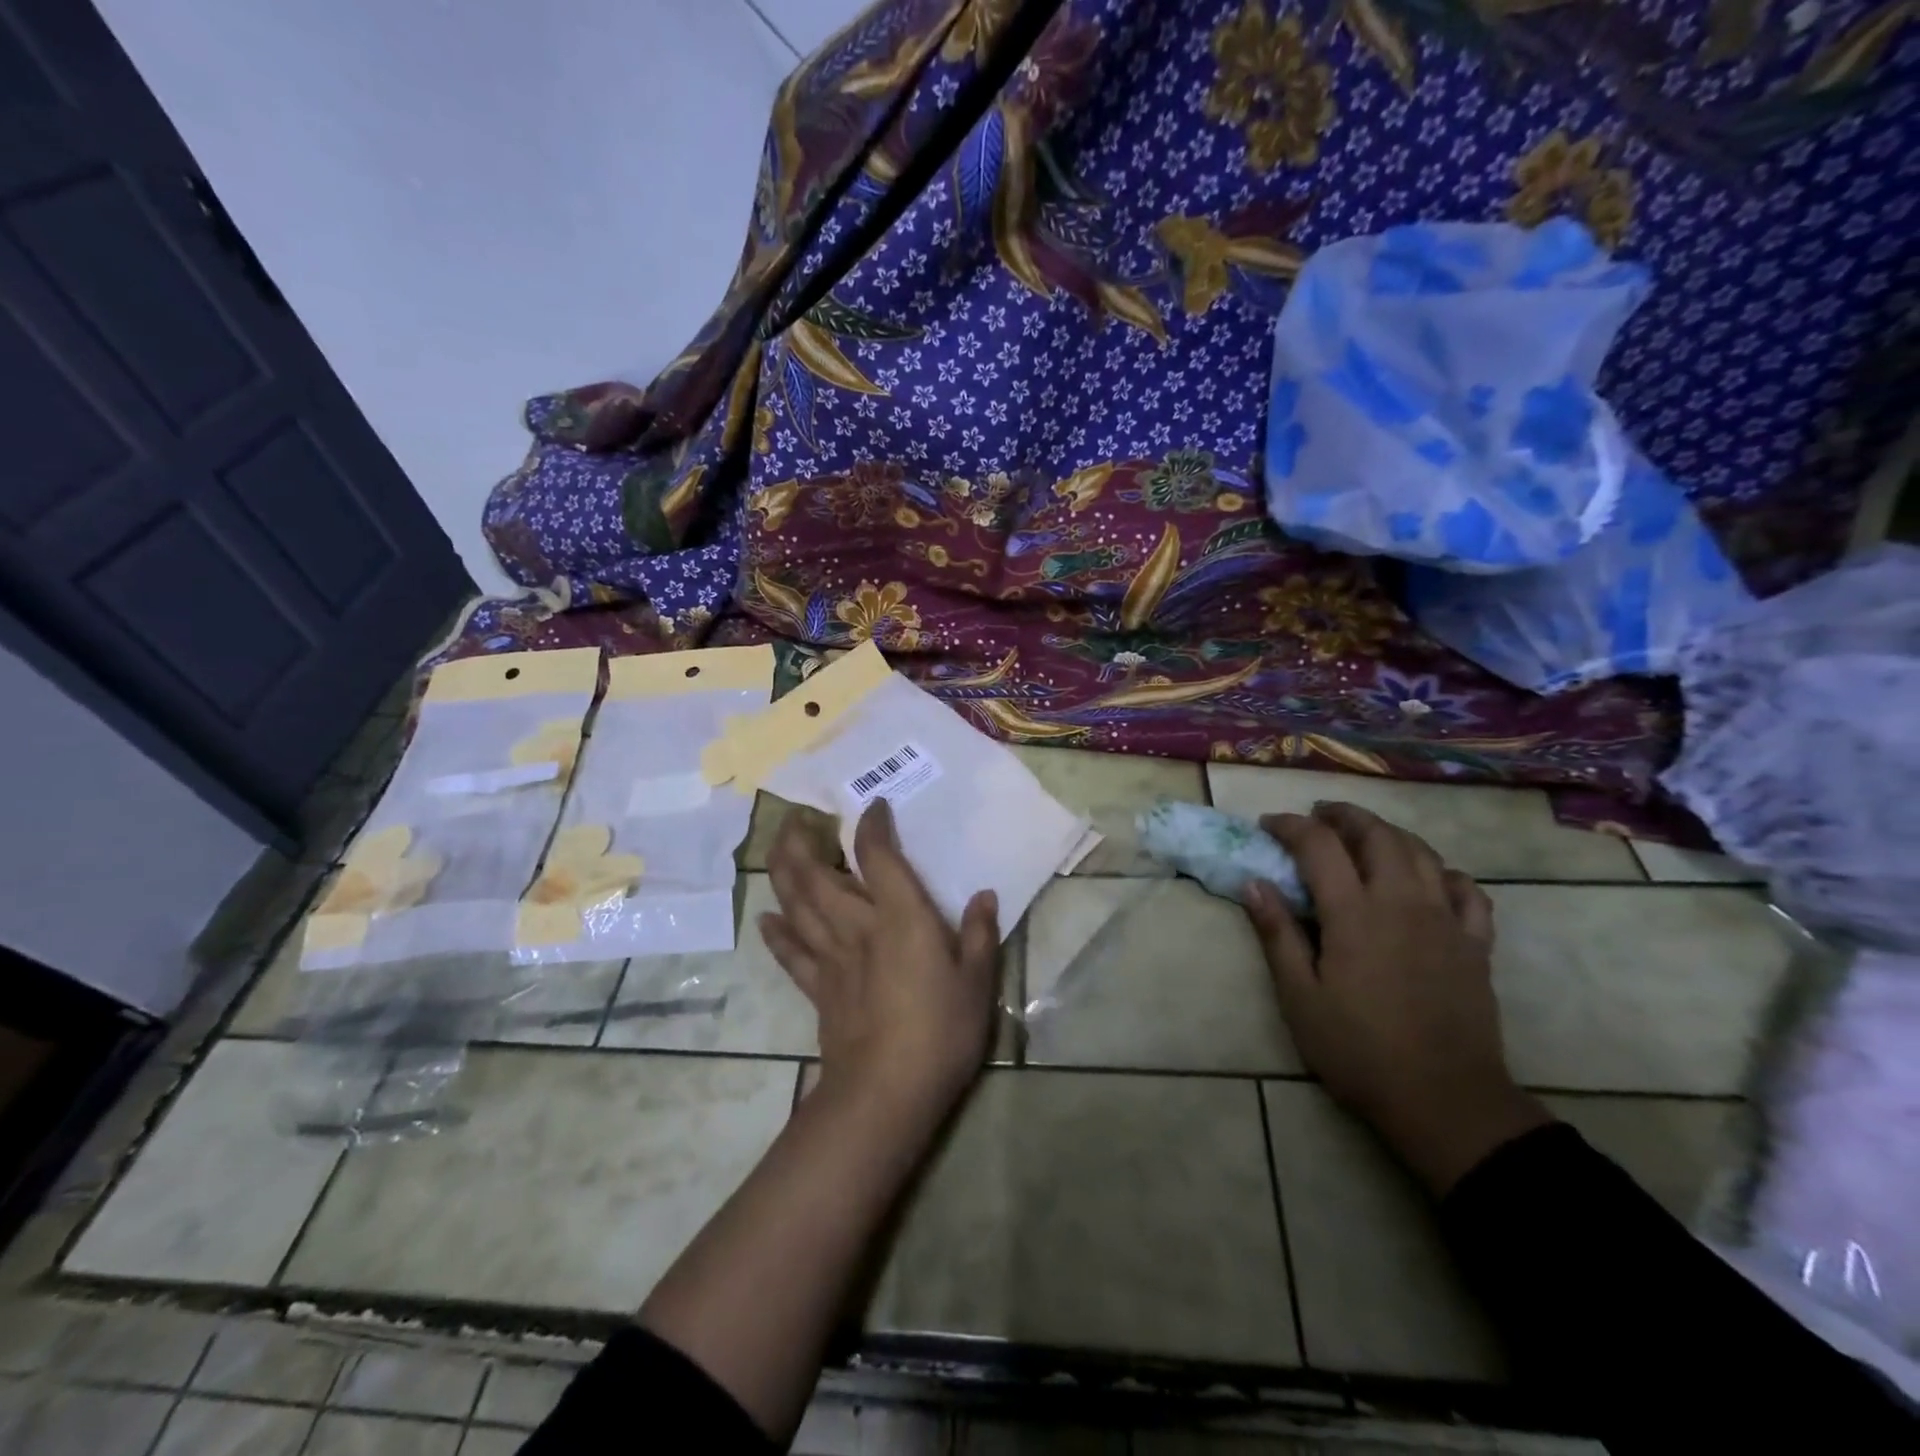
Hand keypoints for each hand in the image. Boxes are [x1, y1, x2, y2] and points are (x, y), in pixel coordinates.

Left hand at [761, 798, 1000, 1121]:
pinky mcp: (818, 988)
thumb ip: (978, 935)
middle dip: (802, 841)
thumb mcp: (977, 982)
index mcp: (899, 917)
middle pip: (817, 874)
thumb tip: (984, 896)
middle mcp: (858, 926)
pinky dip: (776, 934)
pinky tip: (765, 919)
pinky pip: (791, 954)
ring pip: (796, 906)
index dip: (873, 826)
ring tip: (778, 849)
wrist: (887, 1091)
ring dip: (783, 873)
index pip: (878, 856)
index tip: (874, 806)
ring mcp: (832, 957)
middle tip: (798, 817)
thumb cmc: (941, 1031)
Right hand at [1244, 802, 1550, 1194]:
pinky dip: (1443, 872)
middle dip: (1344, 816)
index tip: (1269, 825)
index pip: (1320, 845)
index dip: (1291, 826)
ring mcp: (1446, 920)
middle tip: (1318, 816)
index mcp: (1355, 913)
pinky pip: (1467, 890)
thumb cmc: (1358, 1050)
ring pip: (1421, 853)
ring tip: (1365, 836)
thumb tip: (1255, 883)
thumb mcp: (1299, 996)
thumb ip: (1277, 934)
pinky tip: (1430, 878)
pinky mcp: (1476, 944)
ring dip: (1389, 833)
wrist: (1445, 1100)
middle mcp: (1402, 902)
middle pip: (1377, 835)